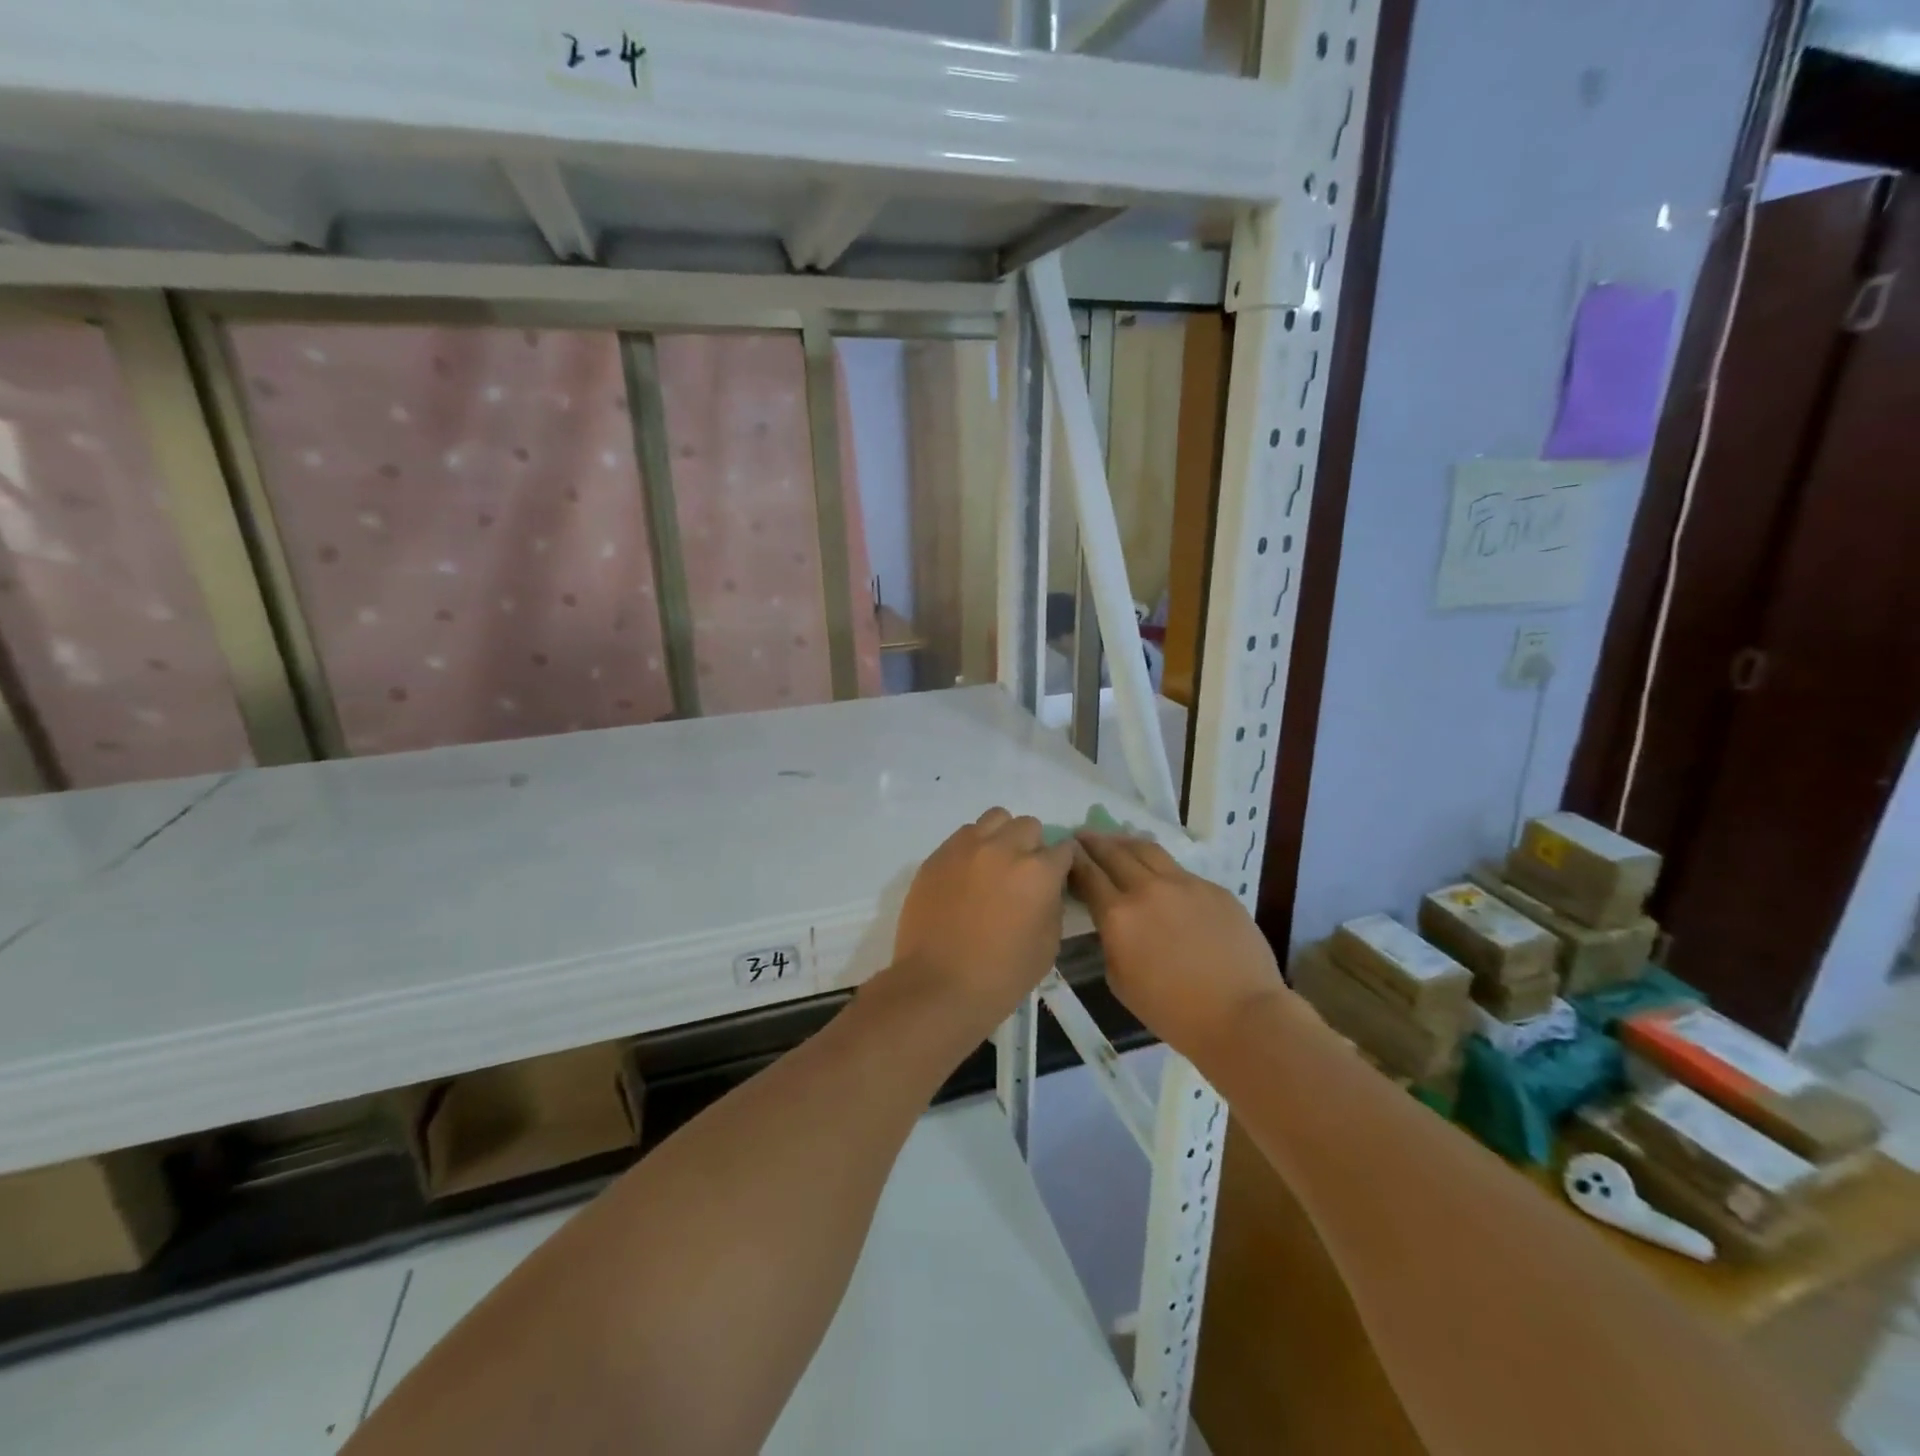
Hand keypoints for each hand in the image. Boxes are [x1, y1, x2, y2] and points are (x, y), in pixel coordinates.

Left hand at [890, 809, 1074, 1036]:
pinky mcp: (937, 856)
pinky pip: (962, 836)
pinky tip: (966, 877)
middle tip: (1022, 874)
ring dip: (1001, 837)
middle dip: (1031, 847)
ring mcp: (966, 848)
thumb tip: (1047, 887)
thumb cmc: (1001, 975)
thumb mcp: (1048, 945)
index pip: (1063, 849)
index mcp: (1038, 872)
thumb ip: (1052, 904)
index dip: (1062, 864)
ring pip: (994, 819)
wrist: (938, 986)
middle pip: (1028, 826)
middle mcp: (1003, 848)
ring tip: (993, 866)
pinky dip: (972, 848)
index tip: (1056, 878)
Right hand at [1071, 832, 1292, 1058]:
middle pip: (1114, 852)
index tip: (1066, 851)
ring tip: (1118, 842)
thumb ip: (1110, 941)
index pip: (1087, 874)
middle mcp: (1147, 889)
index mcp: (1118, 915)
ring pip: (1148, 850)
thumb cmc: (1172, 1011)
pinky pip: (1180, 871)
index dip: (1073, 860)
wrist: (1241, 1014)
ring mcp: (1184, 884)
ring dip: (1126, 843)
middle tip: (1084, 836)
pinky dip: (1162, 868)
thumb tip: (1112, 922)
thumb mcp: (1120, 981)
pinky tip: (1162, 878)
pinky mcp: (1213, 888)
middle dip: (1094, 842)